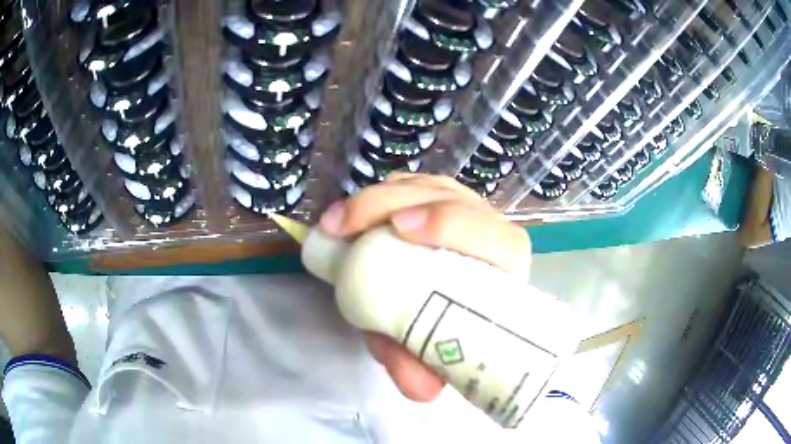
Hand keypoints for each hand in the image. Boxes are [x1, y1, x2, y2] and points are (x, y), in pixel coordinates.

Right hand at [317, 173, 531, 401]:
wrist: (440, 303)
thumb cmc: (445, 326)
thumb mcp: (425, 350)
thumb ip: (421, 368)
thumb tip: (422, 392)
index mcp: (504, 267)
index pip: (496, 238)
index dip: (452, 225)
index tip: (401, 230)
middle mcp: (488, 229)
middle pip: (450, 199)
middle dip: (393, 204)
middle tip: (346, 226)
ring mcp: (463, 207)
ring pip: (425, 187)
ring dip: (378, 197)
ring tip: (336, 221)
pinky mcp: (438, 199)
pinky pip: (410, 186)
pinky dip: (378, 193)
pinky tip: (352, 213)